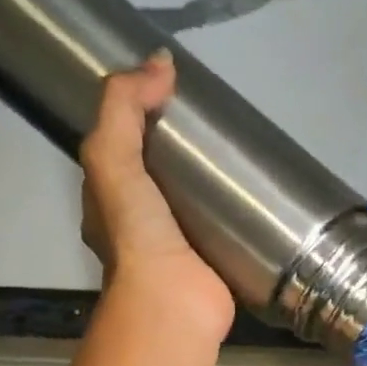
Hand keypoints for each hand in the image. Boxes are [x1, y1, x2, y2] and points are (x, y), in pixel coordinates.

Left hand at [79, 50, 233, 338]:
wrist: (173, 303)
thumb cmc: (138, 233)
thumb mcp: (113, 158)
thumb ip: (124, 108)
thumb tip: (161, 62)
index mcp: (107, 200)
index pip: (119, 148)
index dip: (137, 115)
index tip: (173, 91)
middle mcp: (138, 224)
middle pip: (158, 173)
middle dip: (181, 148)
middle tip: (218, 120)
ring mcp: (178, 247)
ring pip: (191, 201)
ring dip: (212, 180)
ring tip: (244, 150)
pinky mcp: (214, 263)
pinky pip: (223, 227)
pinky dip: (237, 210)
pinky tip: (260, 194)